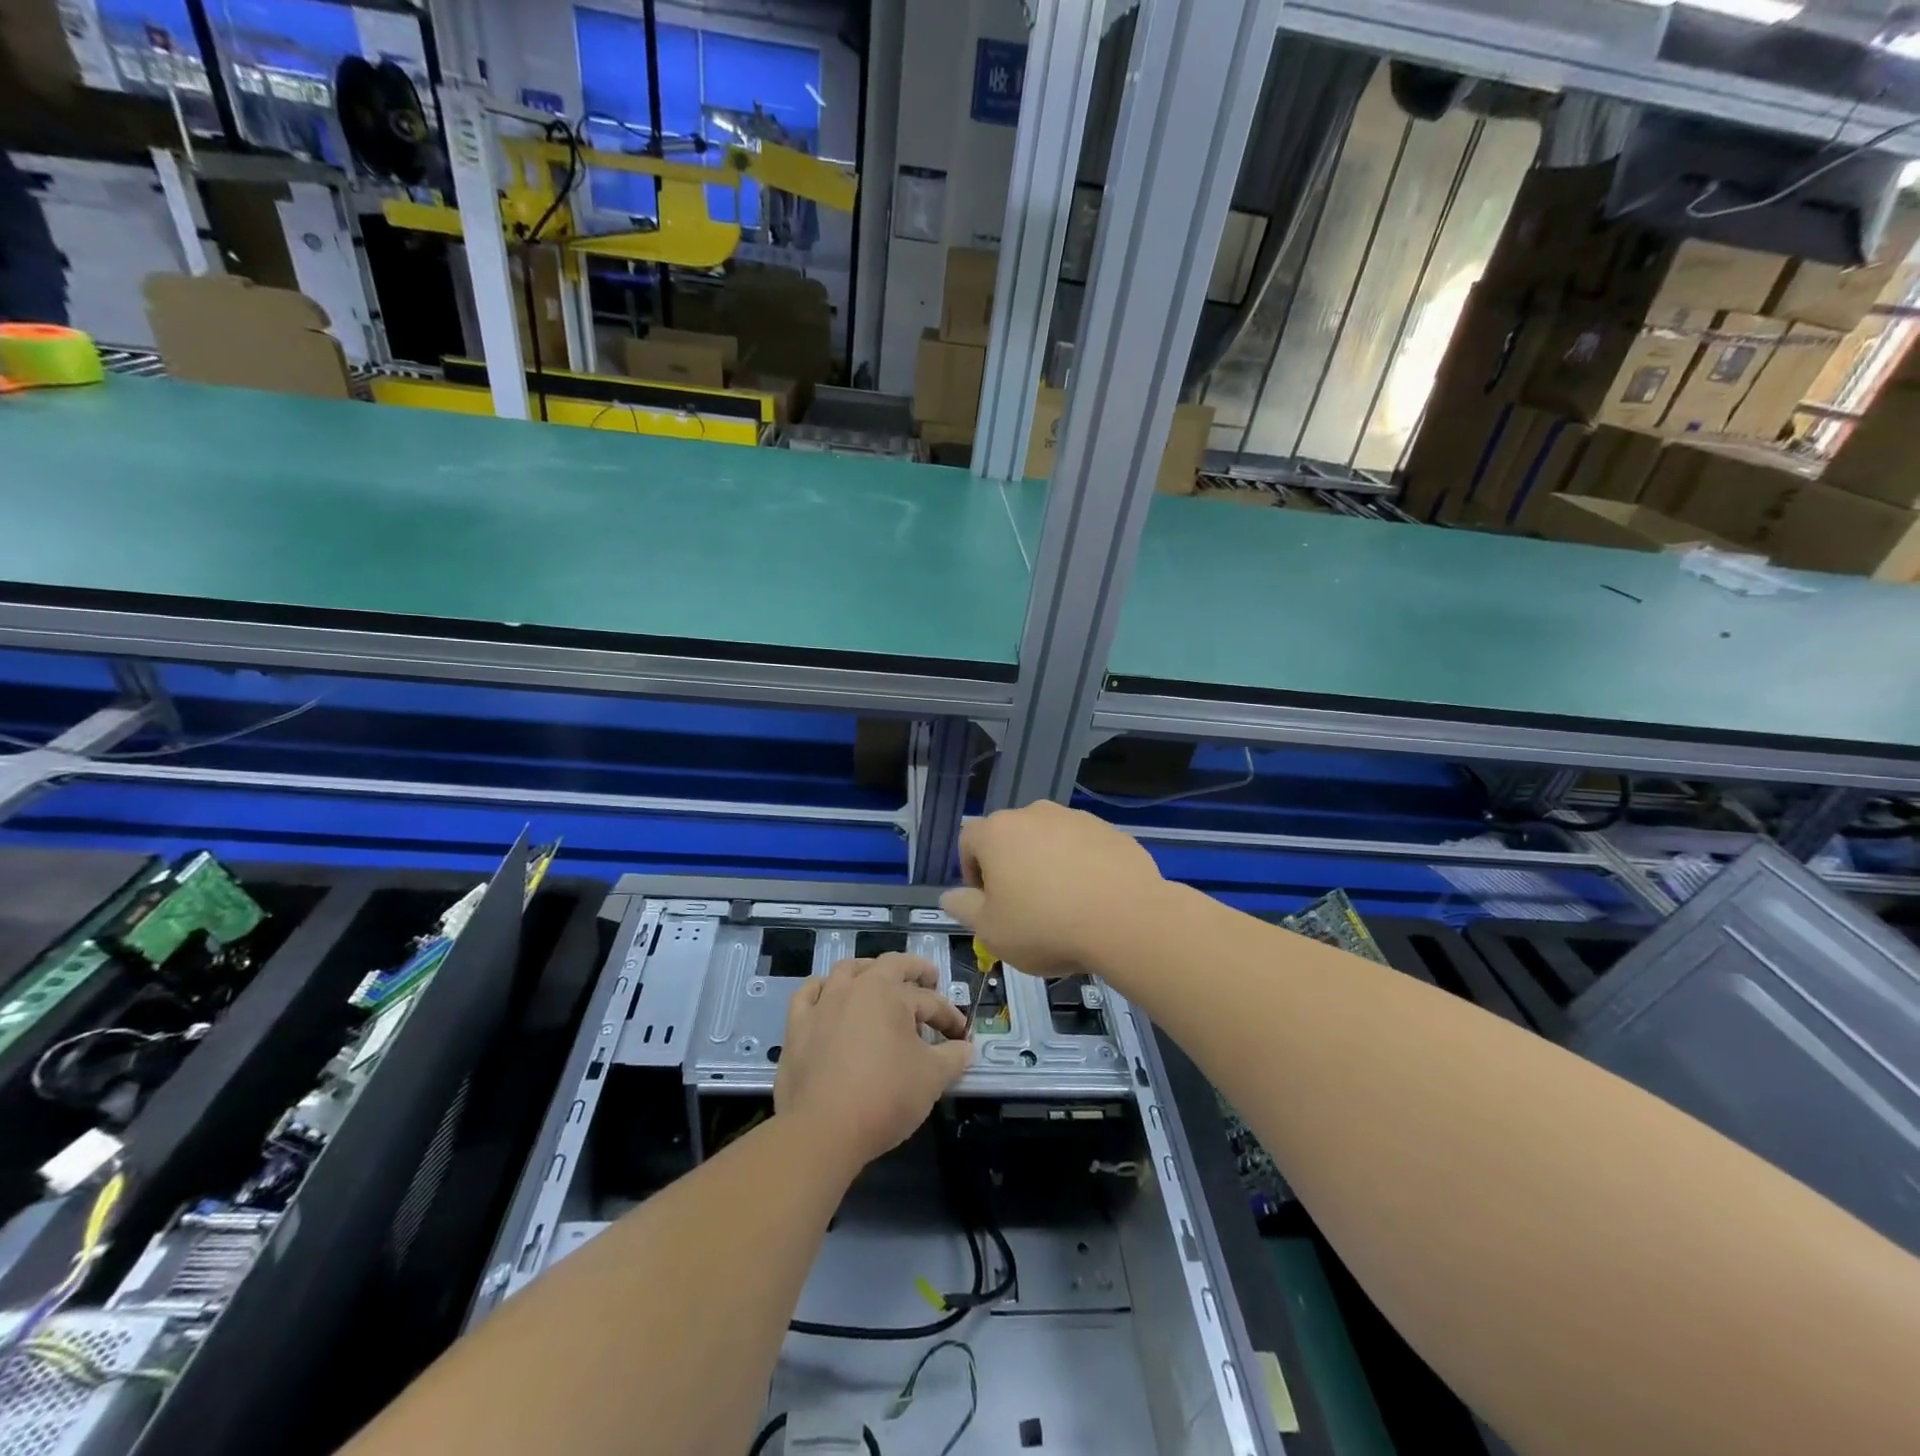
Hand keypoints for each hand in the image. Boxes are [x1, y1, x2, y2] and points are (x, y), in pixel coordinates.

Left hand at [774, 953, 971, 1172]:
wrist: (823, 1130)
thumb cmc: (885, 1096)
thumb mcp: (932, 1077)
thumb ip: (953, 1057)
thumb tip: (966, 1049)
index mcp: (889, 992)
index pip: (929, 1000)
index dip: (949, 1017)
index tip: (961, 1037)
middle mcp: (854, 987)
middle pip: (888, 965)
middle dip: (914, 970)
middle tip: (929, 979)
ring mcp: (822, 1004)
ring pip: (847, 971)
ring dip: (868, 972)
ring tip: (879, 982)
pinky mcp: (797, 1026)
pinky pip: (808, 995)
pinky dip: (822, 990)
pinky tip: (828, 997)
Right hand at [941, 801, 1166, 977]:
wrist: (1126, 919)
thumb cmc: (1045, 925)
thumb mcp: (991, 931)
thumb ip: (964, 909)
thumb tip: (949, 895)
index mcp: (997, 832)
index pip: (968, 841)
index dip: (971, 872)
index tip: (988, 904)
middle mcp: (1034, 814)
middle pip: (1010, 837)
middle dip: (1010, 867)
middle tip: (1023, 908)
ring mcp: (1075, 818)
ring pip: (1048, 840)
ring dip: (1046, 865)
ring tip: (1062, 905)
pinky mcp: (1110, 831)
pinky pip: (1083, 847)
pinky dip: (1081, 866)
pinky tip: (1092, 900)